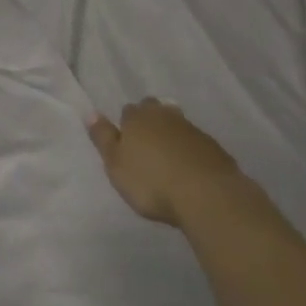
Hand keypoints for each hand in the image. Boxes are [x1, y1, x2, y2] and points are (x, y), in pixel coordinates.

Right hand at [88, 98, 242, 226]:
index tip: (126, 141)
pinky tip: (188, 167)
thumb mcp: (116, 164)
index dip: (126, 124)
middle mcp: (165, 116)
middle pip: (154, 109)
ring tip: (167, 156)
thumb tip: (91, 112)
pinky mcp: (213, 147)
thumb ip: (103, 138)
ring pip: (176, 123)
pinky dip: (190, 150)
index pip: (128, 110)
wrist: (207, 195)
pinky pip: (195, 142)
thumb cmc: (151, 182)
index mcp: (137, 118)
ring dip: (171, 134)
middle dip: (149, 120)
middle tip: (146, 143)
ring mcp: (192, 130)